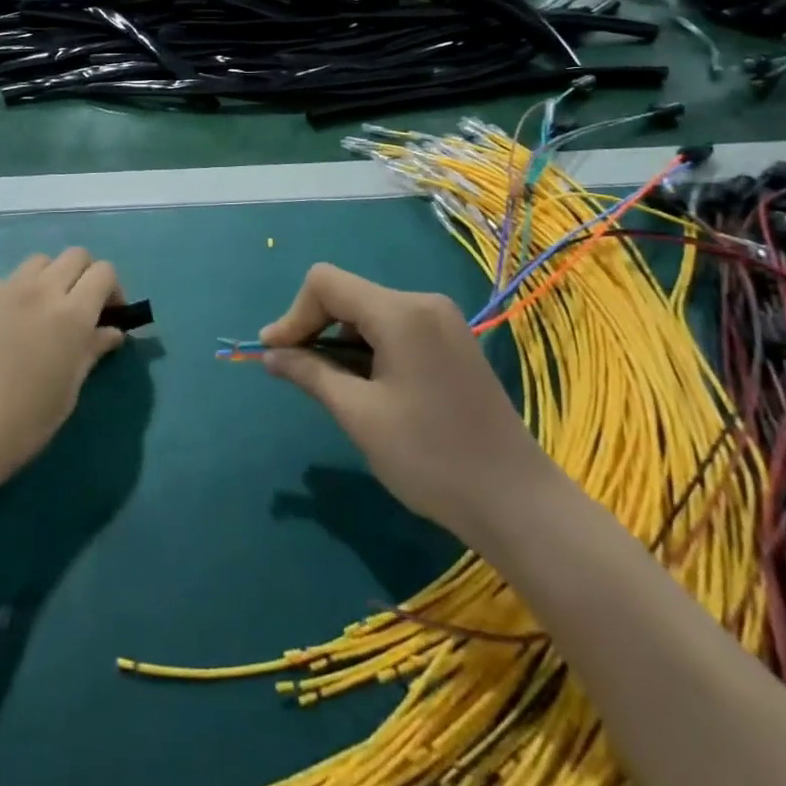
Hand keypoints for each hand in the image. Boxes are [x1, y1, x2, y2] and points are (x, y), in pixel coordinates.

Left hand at [0, 250, 125, 485]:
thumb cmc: (24, 421)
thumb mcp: (69, 390)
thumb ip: (92, 351)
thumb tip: (112, 332)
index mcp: (72, 313)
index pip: (103, 272)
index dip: (112, 289)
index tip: (108, 315)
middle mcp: (40, 290)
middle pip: (75, 255)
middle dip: (85, 275)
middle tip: (80, 308)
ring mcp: (3, 291)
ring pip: (38, 262)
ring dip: (50, 278)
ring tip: (42, 312)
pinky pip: (5, 283)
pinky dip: (16, 296)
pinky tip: (4, 330)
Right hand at [261, 264, 545, 539]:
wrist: (516, 502)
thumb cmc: (430, 457)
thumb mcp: (359, 415)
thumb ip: (310, 373)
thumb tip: (270, 354)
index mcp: (401, 312)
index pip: (326, 283)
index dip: (293, 314)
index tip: (275, 354)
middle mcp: (423, 303)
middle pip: (349, 295)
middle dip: (315, 328)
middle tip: (295, 372)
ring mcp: (442, 322)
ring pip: (370, 314)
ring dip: (341, 342)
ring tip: (330, 387)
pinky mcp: (452, 343)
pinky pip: (395, 329)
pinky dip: (368, 349)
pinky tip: (365, 387)